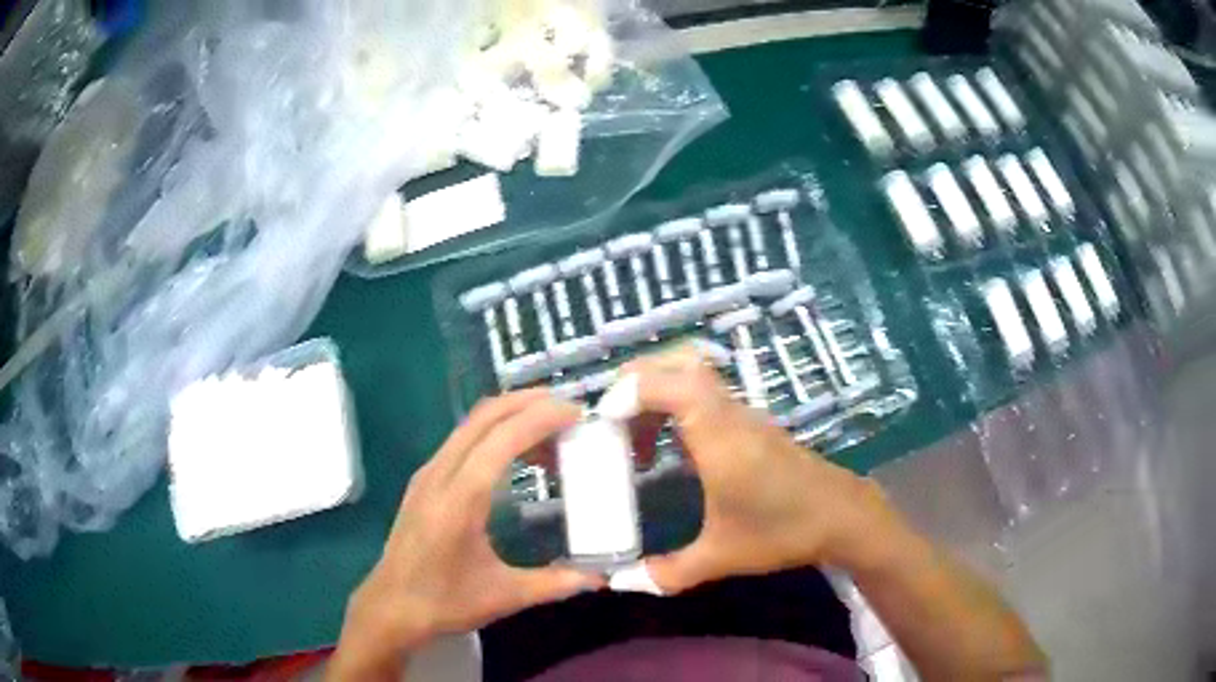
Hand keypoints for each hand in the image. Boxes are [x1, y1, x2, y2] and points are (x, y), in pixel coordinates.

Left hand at [329, 390, 602, 679]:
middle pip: (484, 417)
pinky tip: (515, 453)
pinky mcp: (424, 480)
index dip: (540, 418)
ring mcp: (428, 473)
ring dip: (510, 415)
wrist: (391, 606)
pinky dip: (494, 431)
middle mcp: (440, 474)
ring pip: (471, 424)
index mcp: (460, 499)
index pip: (502, 439)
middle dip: (528, 402)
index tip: (576, 413)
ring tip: (550, 428)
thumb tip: (601, 577)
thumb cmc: (445, 601)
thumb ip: (555, 583)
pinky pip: (462, 439)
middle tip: (568, 408)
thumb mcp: (505, 596)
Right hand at [624, 345, 899, 593]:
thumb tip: (621, 582)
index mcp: (718, 436)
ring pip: (692, 373)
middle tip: (611, 423)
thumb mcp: (721, 557)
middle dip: (635, 383)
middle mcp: (728, 413)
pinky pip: (704, 394)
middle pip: (678, 363)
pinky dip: (676, 406)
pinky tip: (670, 450)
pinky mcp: (750, 423)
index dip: (626, 393)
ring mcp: (742, 414)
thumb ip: (667, 572)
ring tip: (636, 441)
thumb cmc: (782, 531)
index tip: (601, 427)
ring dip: (656, 394)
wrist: (841, 516)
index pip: (668, 384)